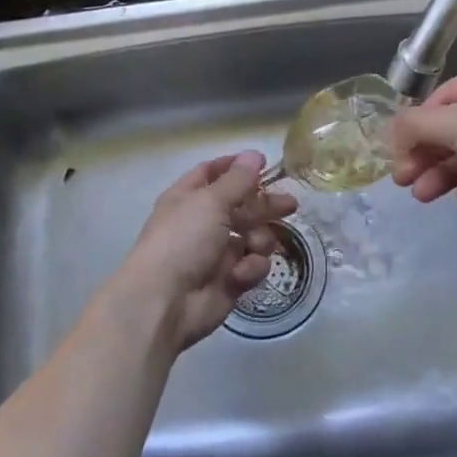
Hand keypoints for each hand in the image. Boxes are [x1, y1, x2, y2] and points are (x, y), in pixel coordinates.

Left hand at [112, 151, 297, 351]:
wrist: (166, 301)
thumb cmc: (184, 239)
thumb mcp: (211, 201)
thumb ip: (238, 179)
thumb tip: (254, 155)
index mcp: (188, 198)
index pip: (213, 173)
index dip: (236, 167)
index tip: (264, 163)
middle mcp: (202, 223)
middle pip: (241, 206)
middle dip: (264, 205)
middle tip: (290, 204)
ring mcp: (216, 253)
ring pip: (252, 237)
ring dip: (259, 239)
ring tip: (256, 244)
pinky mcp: (229, 281)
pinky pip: (252, 266)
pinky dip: (250, 268)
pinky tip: (241, 274)